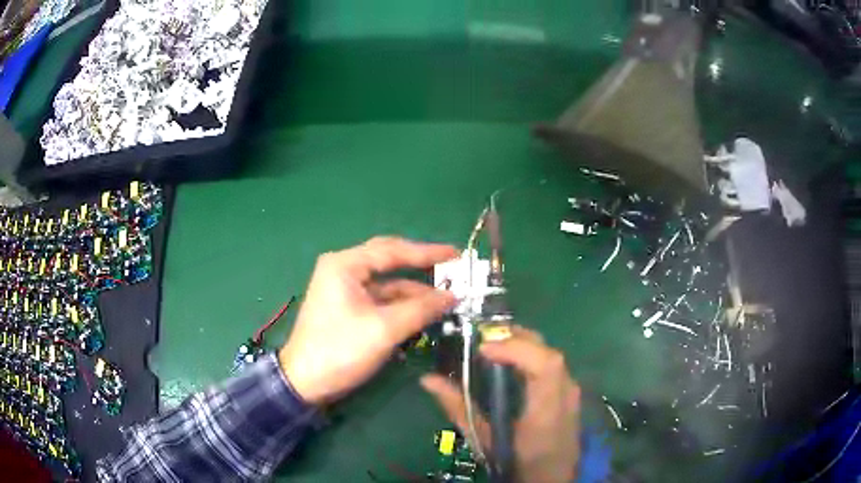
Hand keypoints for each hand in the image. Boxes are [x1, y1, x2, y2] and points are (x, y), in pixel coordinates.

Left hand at [278, 237, 456, 404]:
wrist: (305, 382)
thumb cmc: (341, 350)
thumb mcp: (384, 329)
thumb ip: (421, 309)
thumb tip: (453, 296)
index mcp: (345, 265)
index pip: (393, 250)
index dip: (427, 252)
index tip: (456, 255)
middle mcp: (343, 270)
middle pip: (389, 260)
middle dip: (421, 266)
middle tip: (452, 269)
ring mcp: (345, 289)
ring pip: (387, 283)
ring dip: (414, 291)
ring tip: (446, 298)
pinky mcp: (348, 308)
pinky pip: (380, 299)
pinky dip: (401, 304)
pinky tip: (423, 312)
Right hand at [421, 327, 580, 482]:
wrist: (551, 477)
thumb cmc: (517, 461)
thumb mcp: (485, 440)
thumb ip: (458, 409)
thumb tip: (428, 379)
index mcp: (547, 410)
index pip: (545, 366)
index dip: (517, 349)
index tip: (483, 348)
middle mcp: (565, 394)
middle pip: (547, 352)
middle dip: (514, 337)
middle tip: (481, 338)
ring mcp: (571, 390)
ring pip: (549, 352)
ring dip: (521, 342)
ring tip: (492, 344)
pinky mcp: (568, 390)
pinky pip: (549, 361)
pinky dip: (528, 352)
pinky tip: (509, 358)